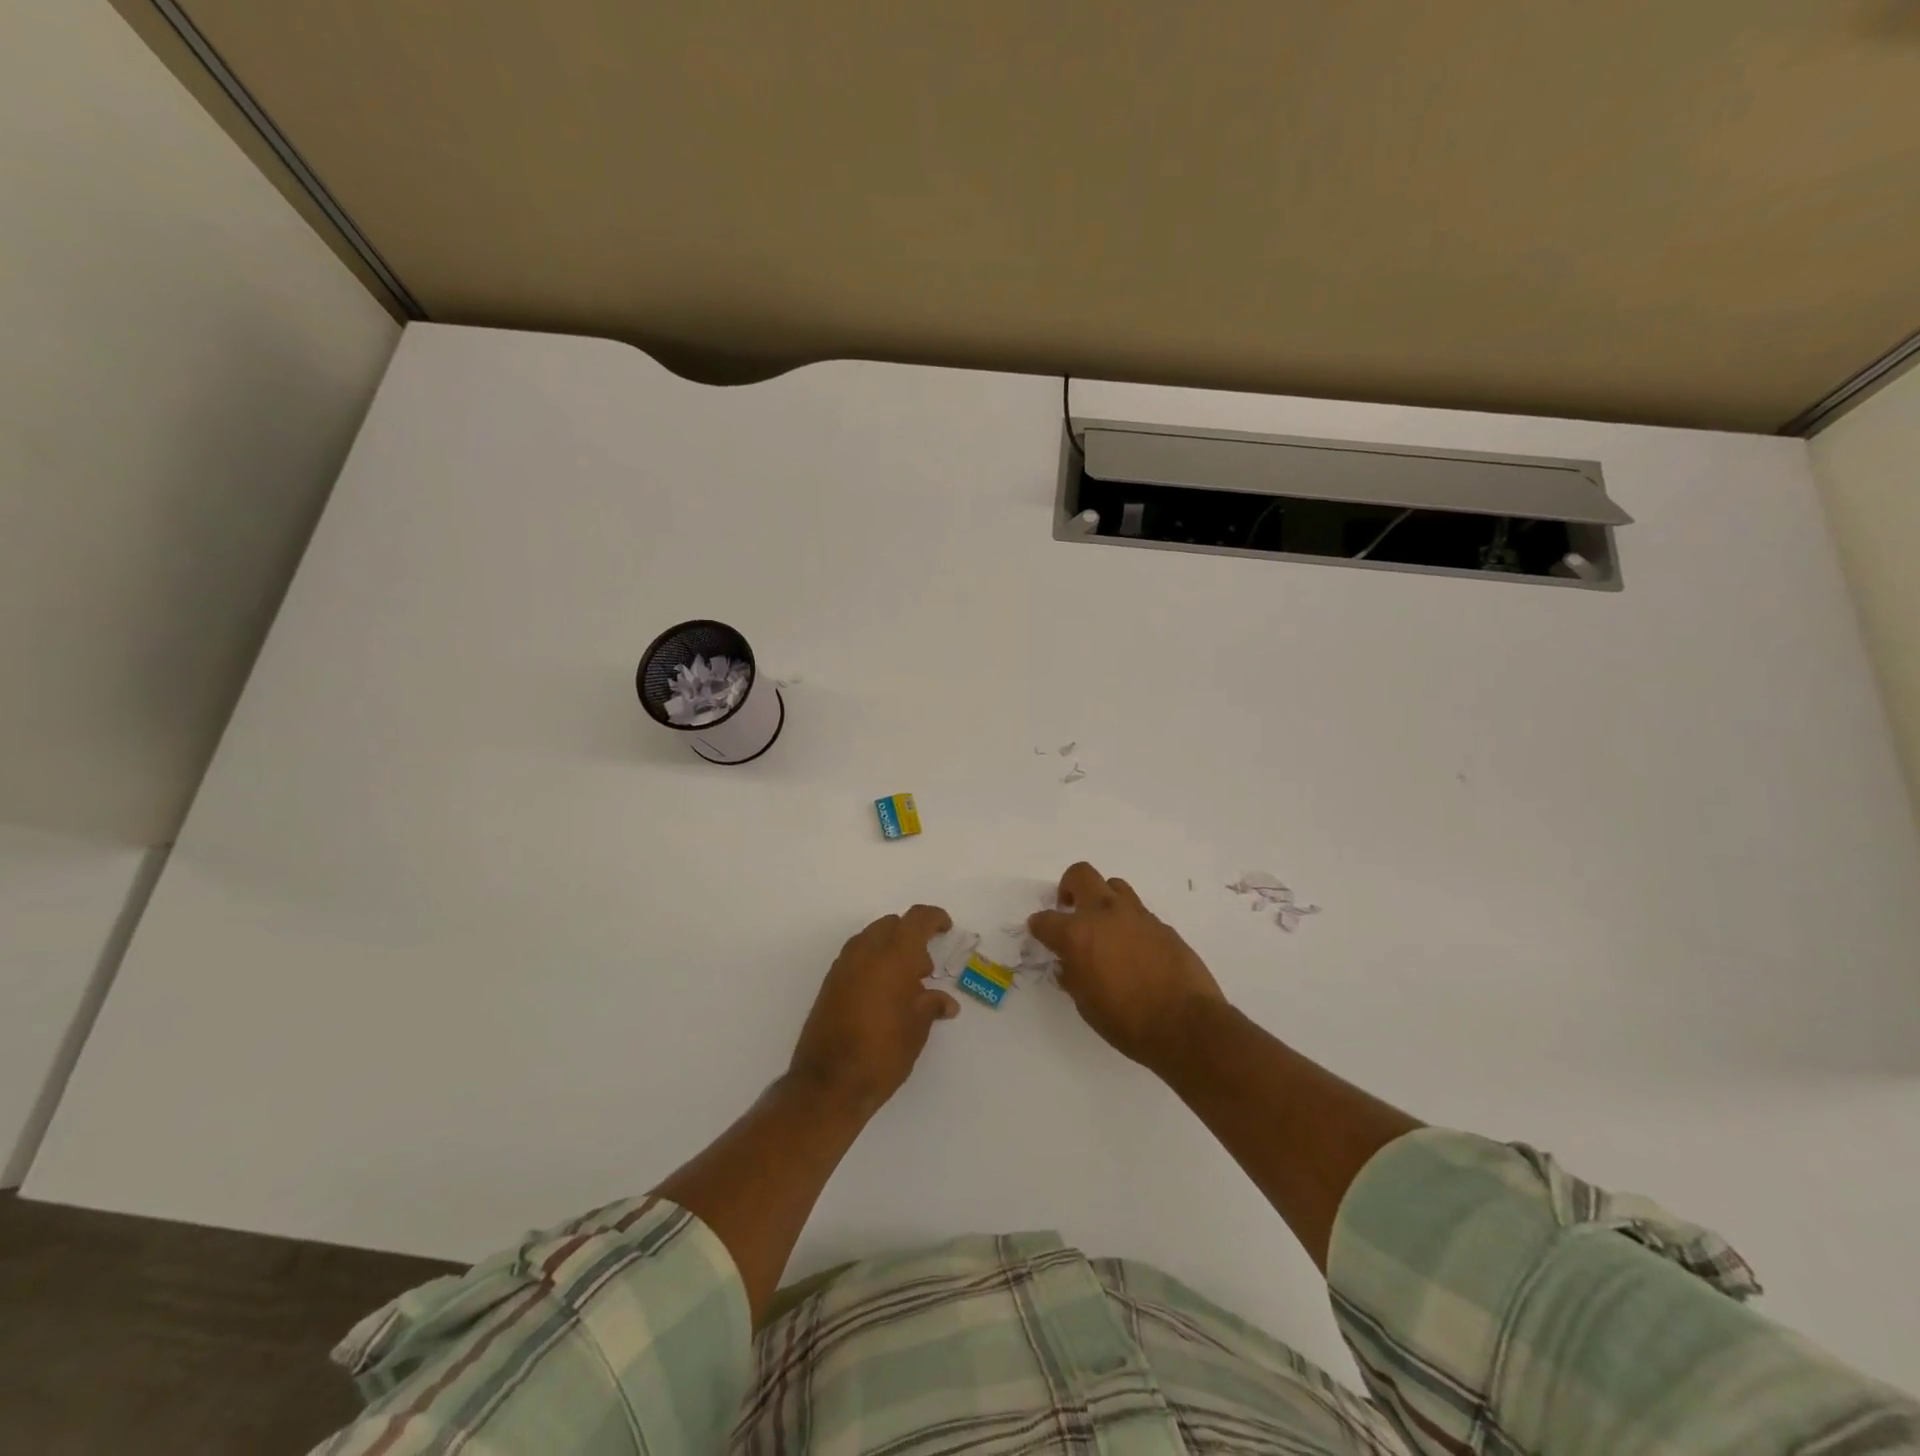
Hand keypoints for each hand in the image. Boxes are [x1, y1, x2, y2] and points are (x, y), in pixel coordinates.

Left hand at [790, 904, 959, 1115]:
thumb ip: (931, 1005)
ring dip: (889, 949)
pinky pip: (856, 957)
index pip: (917, 919)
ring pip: (871, 939)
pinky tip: (882, 995)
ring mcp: (843, 965)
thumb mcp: (917, 1029)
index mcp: (894, 955)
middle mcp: (866, 951)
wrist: (828, 1083)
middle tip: (924, 969)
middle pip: (892, 925)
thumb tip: (945, 1002)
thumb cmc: (883, 1053)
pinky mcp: (829, 982)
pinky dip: (872, 963)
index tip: (946, 928)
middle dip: (911, 937)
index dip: (934, 918)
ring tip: (904, 985)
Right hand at [1028, 862, 1225, 1070]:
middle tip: (1069, 909)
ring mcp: (1136, 915)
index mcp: (1077, 934)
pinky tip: (1133, 948)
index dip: (1038, 926)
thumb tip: (1069, 964)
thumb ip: (1073, 976)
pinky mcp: (1162, 925)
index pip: (1045, 920)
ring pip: (1113, 885)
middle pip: (1080, 875)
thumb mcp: (1086, 1005)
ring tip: (1104, 925)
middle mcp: (1105, 914)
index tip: (1039, 932)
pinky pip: (1138, 912)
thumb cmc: (1127, 1021)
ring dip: (1102, 899)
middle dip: (1069, 888)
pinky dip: (1128, 922)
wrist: (1185, 1024)